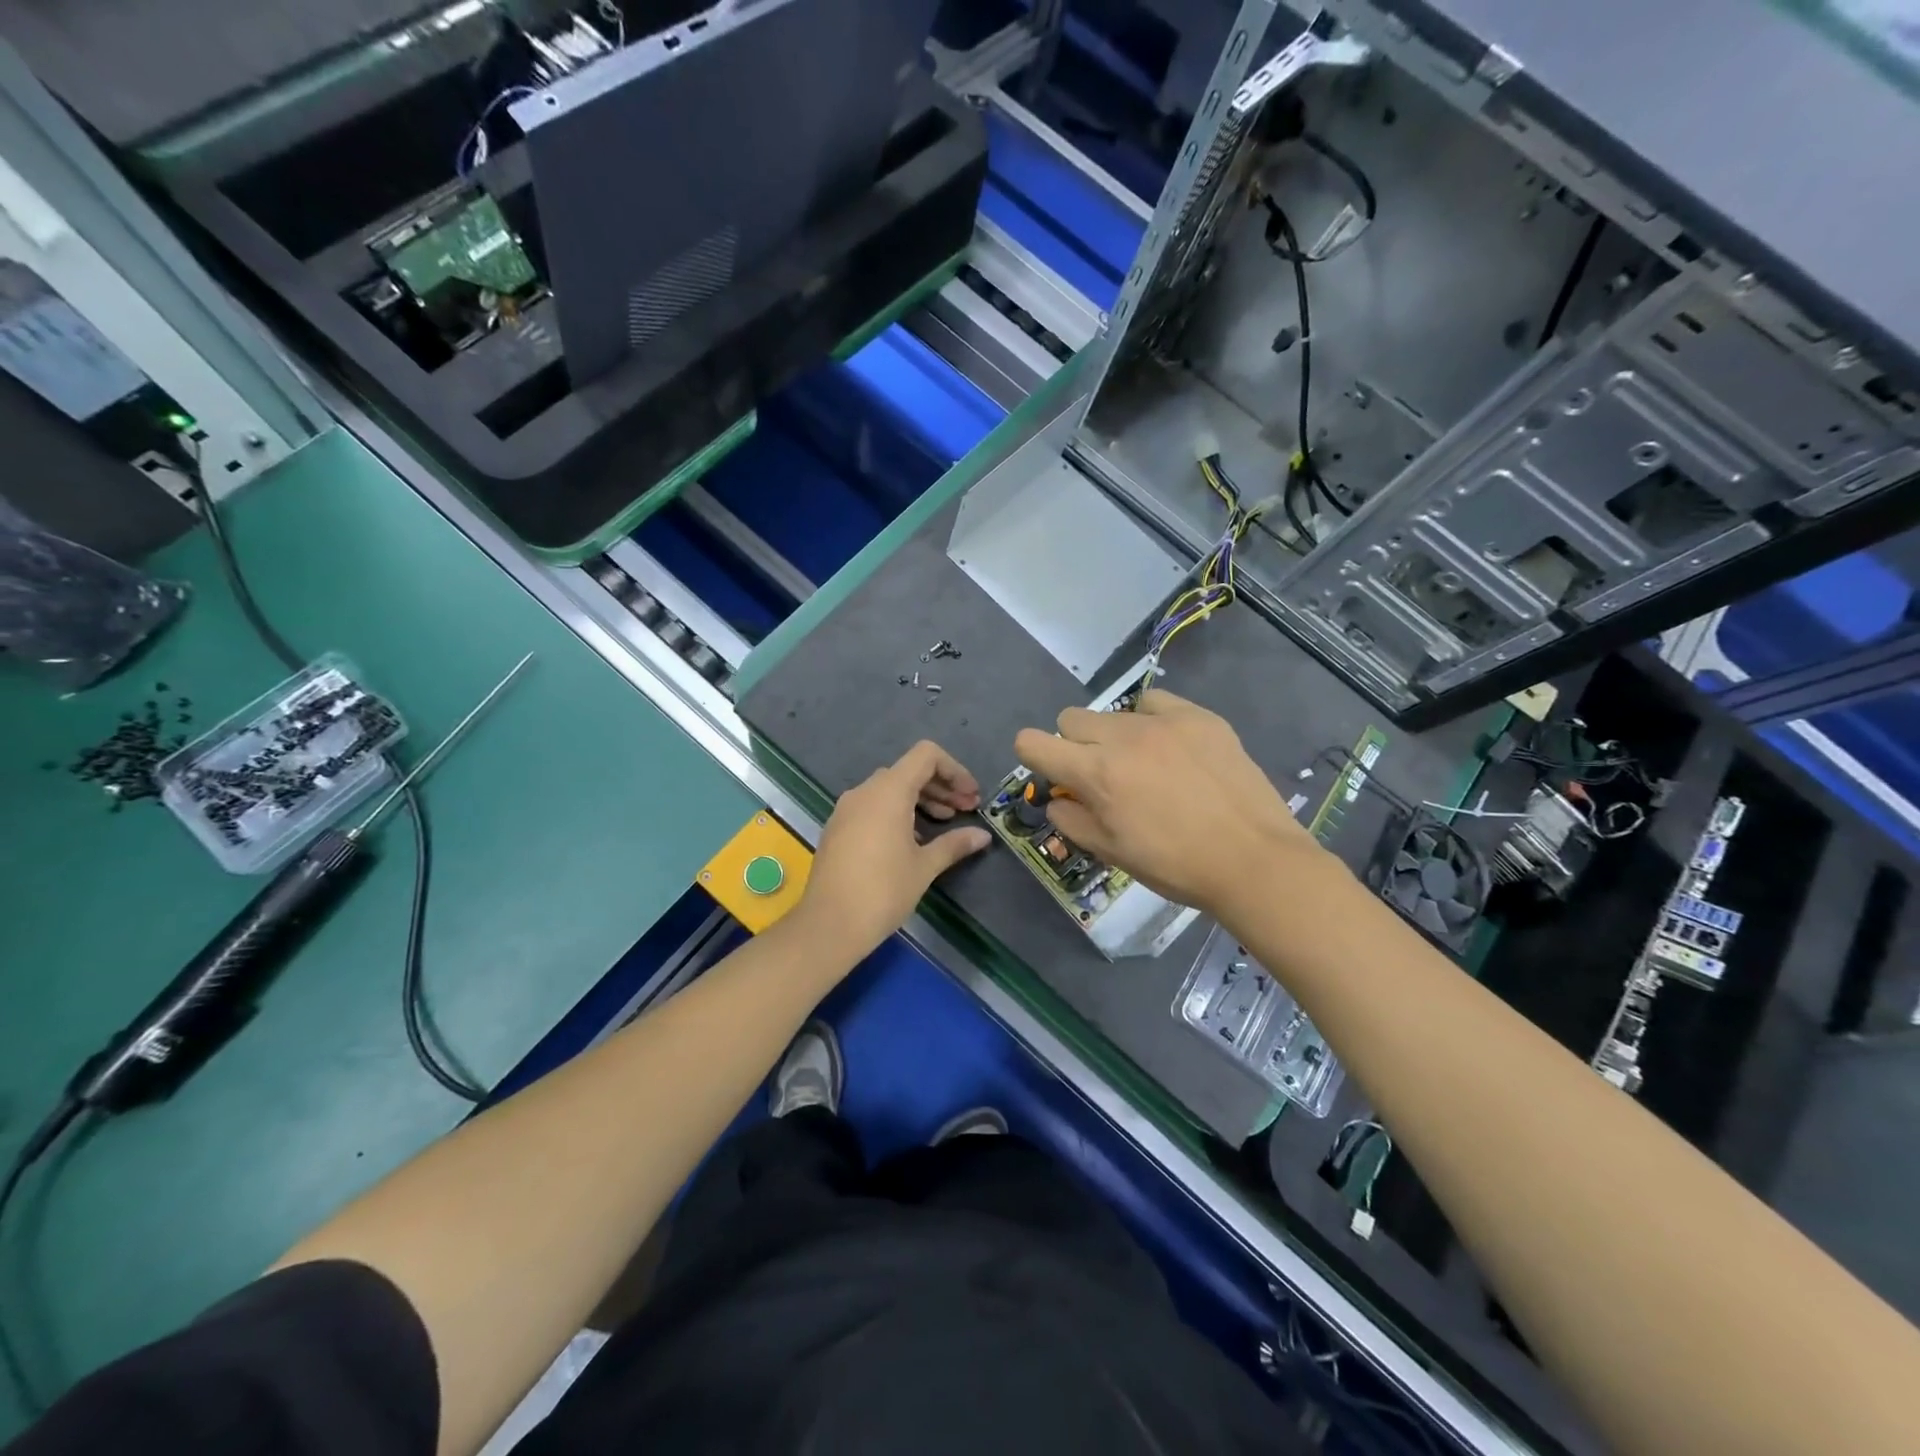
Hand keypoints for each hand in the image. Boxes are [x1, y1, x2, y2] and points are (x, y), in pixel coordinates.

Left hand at [793, 740, 991, 961]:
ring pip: (890, 789)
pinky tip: (913, 840)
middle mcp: (865, 791)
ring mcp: (846, 809)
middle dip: (941, 787)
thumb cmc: (883, 891)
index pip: (926, 755)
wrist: (829, 925)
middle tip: (967, 810)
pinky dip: (897, 812)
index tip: (971, 796)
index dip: (955, 770)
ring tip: (944, 824)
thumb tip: (982, 836)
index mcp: (888, 791)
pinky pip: (873, 807)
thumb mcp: (925, 866)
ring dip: (921, 800)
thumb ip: (954, 844)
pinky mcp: (837, 828)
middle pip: (909, 772)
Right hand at [1012, 691, 1319, 917]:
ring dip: (1114, 735)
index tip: (1051, 772)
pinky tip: (1171, 747)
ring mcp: (1162, 721)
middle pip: (1070, 719)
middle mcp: (1122, 737)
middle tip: (1101, 774)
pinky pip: (1155, 703)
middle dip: (1073, 744)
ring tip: (1145, 764)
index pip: (1033, 743)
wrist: (1253, 858)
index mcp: (1095, 773)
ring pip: (1114, 712)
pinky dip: (1151, 721)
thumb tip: (1058, 799)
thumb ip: (1072, 820)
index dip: (1032, 755)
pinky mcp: (1198, 716)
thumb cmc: (1175, 865)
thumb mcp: (1111, 852)